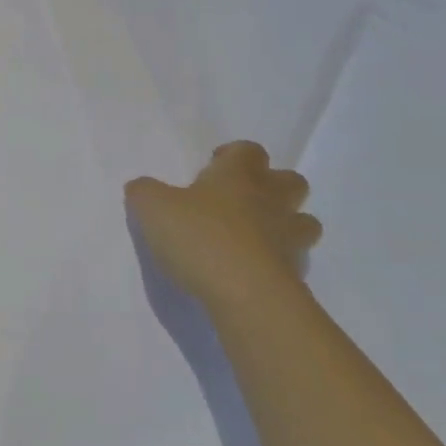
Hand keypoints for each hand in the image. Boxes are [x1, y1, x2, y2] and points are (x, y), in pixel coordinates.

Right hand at [125, 141, 321, 301]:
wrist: (246, 295)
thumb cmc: (199, 237)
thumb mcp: (152, 208)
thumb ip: (144, 193)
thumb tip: (141, 188)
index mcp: (238, 175)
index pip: (248, 151)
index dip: (233, 156)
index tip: (212, 169)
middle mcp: (271, 200)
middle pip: (290, 181)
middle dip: (272, 187)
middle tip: (241, 202)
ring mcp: (290, 238)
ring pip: (304, 221)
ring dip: (286, 225)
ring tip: (256, 239)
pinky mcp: (297, 275)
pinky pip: (296, 261)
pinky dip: (281, 263)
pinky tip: (255, 273)